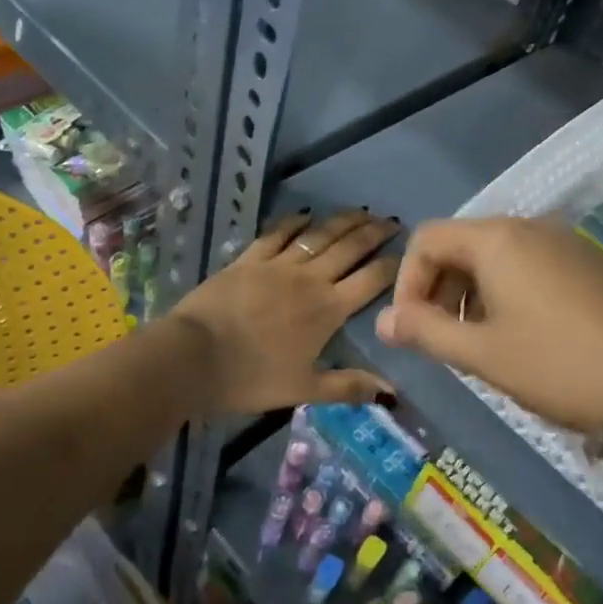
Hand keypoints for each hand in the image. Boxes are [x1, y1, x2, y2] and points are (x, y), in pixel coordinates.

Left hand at [170, 209, 399, 414]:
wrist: (194, 356)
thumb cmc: (251, 378)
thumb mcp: (304, 389)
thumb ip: (348, 386)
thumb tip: (391, 392)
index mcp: (328, 310)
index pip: (371, 280)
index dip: (393, 264)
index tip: (408, 252)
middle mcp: (309, 279)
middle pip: (349, 248)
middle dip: (374, 232)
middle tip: (391, 220)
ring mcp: (278, 264)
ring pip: (318, 235)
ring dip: (342, 221)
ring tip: (360, 212)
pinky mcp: (249, 258)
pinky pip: (277, 234)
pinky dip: (294, 222)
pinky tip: (305, 216)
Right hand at [375, 216, 602, 432]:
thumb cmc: (559, 365)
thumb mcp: (483, 354)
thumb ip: (425, 332)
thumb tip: (382, 321)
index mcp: (497, 239)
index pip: (427, 239)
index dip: (407, 281)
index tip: (412, 327)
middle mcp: (531, 227)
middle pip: (462, 244)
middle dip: (440, 288)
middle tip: (443, 338)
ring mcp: (568, 242)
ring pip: (499, 256)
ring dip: (473, 292)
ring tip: (481, 342)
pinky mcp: (594, 263)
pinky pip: (534, 265)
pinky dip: (510, 291)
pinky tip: (526, 335)